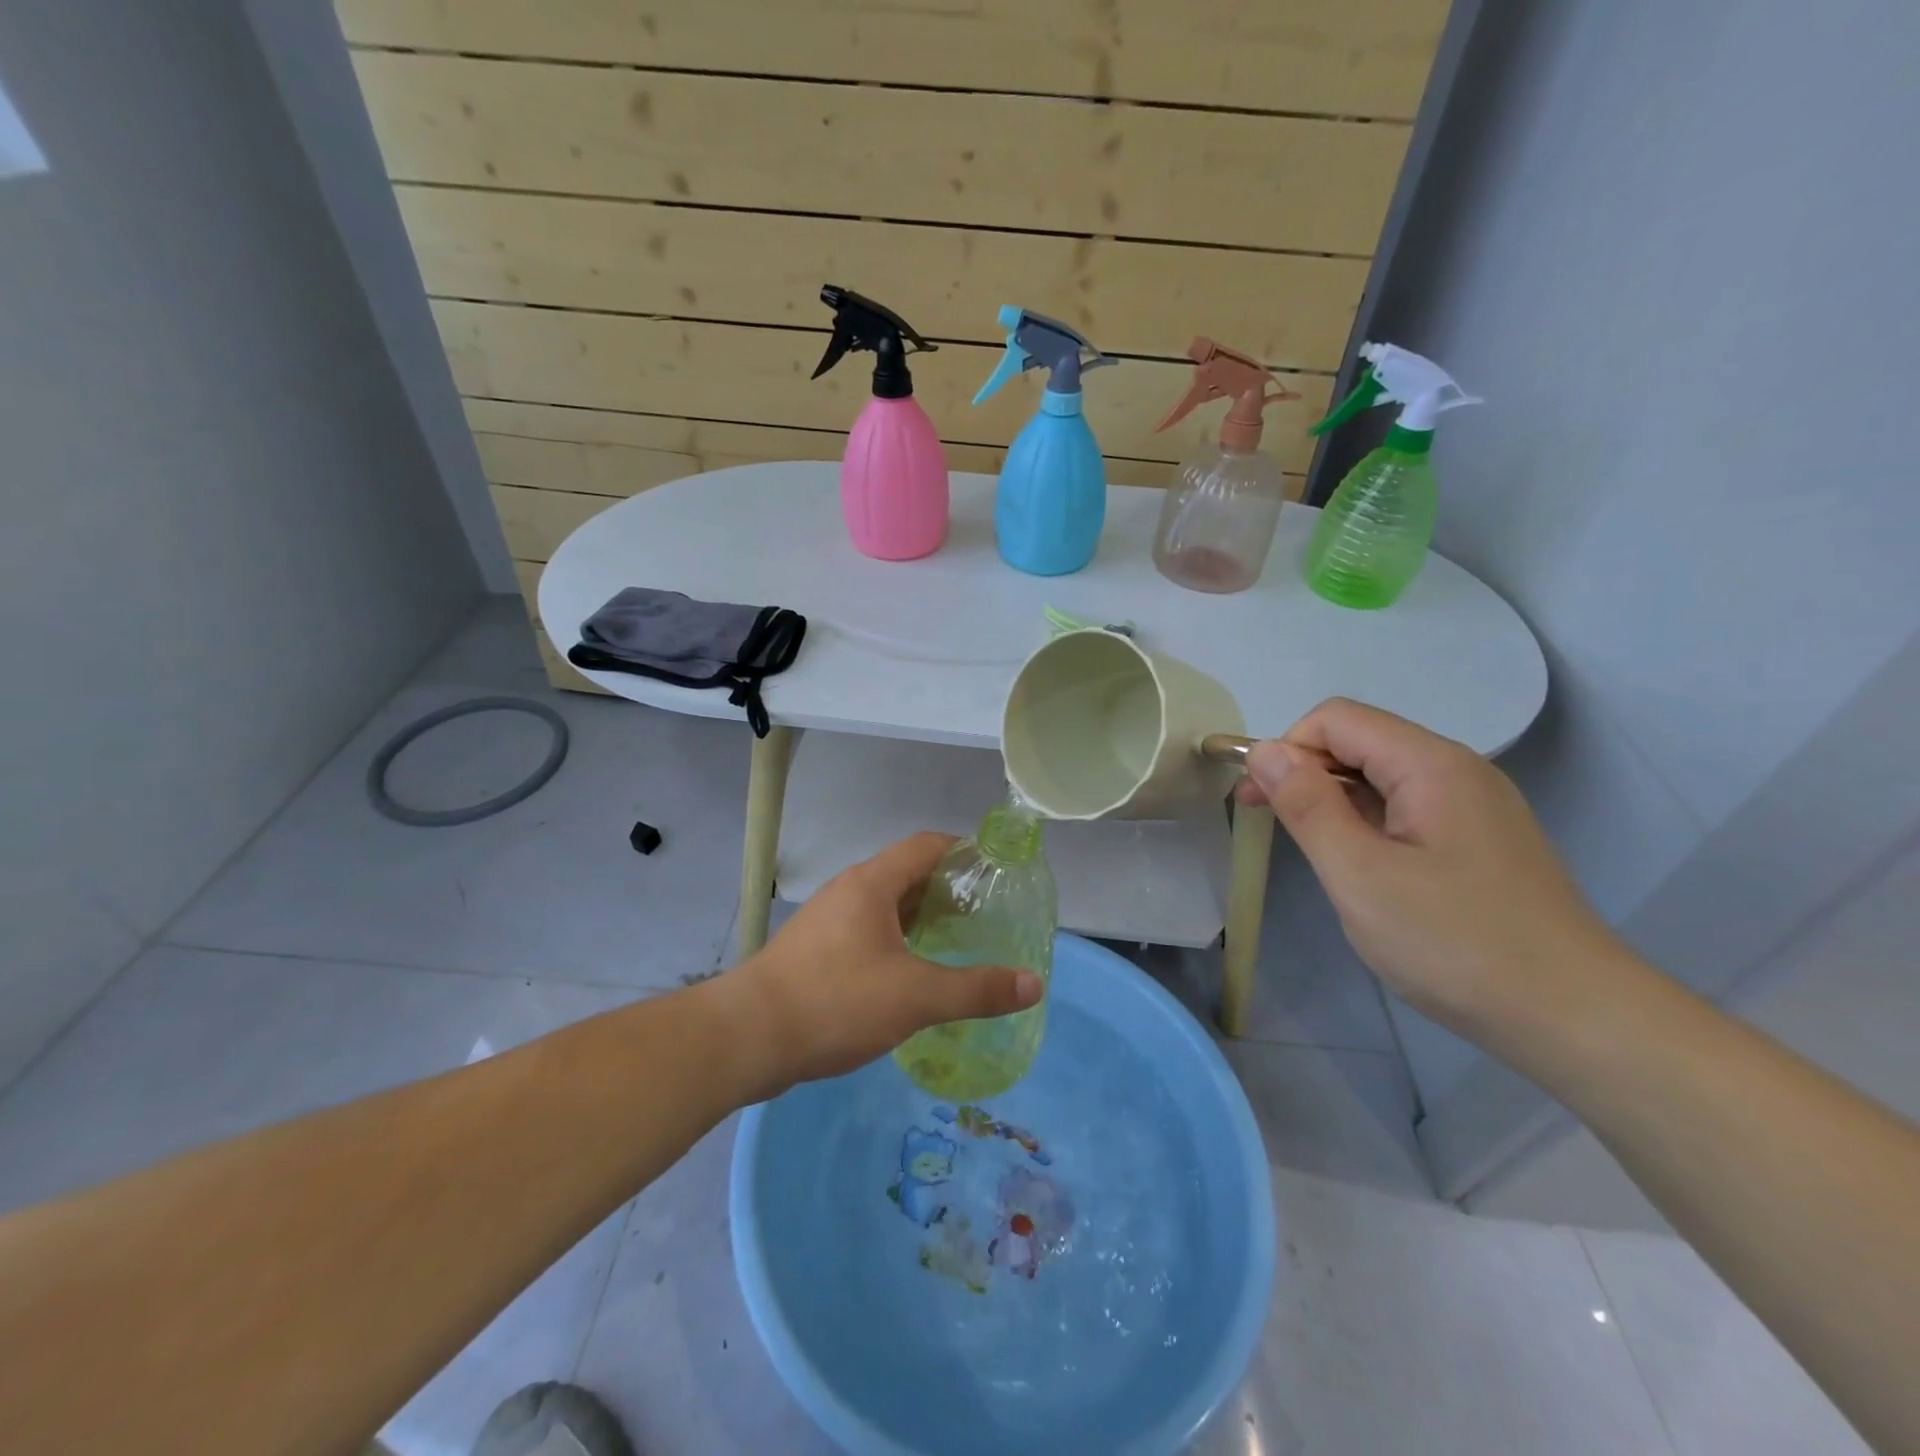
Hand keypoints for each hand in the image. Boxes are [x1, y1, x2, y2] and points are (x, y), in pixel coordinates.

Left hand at [713, 833, 1043, 1100]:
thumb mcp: (916, 997)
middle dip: (947, 890)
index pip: (926, 845)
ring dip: (920, 918)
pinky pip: (867, 932)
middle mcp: (848, 892)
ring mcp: (827, 921)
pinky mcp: (815, 951)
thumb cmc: (836, 1001)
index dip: (964, 851)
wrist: (747, 1037)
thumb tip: (1034, 983)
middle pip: (907, 873)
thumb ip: (977, 990)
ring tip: (955, 943)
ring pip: (885, 905)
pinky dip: (896, 941)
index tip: (996, 872)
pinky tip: (910, 974)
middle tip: (986, 915)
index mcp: (872, 884)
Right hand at [1233, 699, 1626, 1038]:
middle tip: (1265, 821)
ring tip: (1310, 850)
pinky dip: (1366, 822)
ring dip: (1332, 799)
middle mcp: (1457, 770)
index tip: (1256, 800)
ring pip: (1382, 777)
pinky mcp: (1480, 841)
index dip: (1286, 749)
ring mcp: (1474, 806)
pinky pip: (1406, 808)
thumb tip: (1265, 750)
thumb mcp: (1360, 874)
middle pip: (1360, 741)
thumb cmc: (1455, 943)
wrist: (1574, 1018)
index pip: (1337, 719)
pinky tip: (1359, 866)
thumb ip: (1307, 805)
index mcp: (1431, 765)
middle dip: (1303, 771)